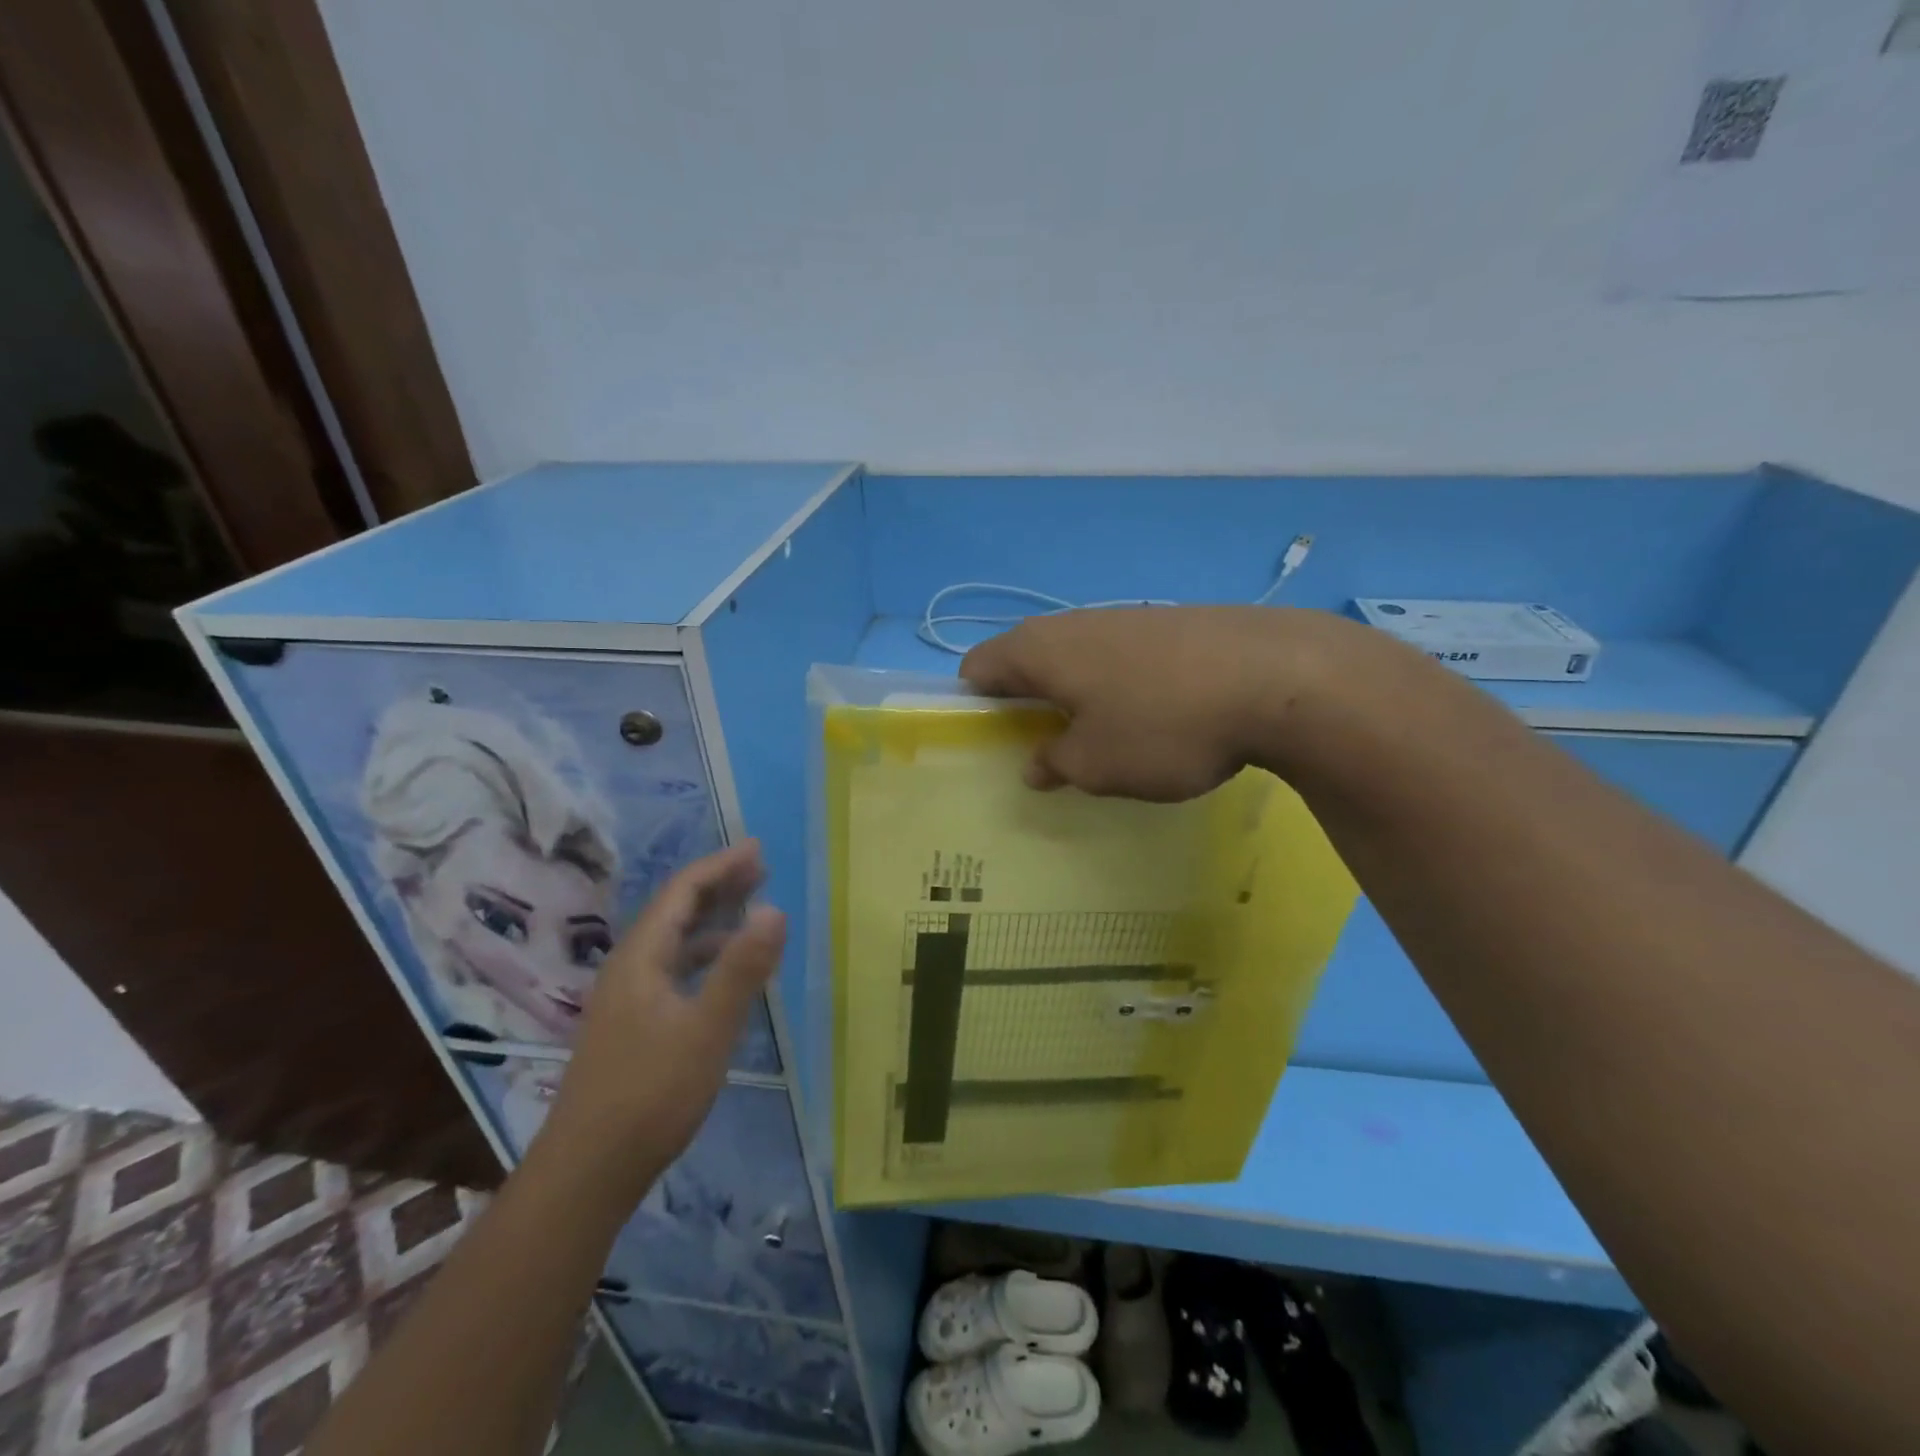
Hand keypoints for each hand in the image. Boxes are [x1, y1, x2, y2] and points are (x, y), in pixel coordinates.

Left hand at [544, 843, 785, 1183]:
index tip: (758, 850)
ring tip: (750, 911)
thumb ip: (741, 969)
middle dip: (717, 886)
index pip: (681, 892)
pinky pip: (673, 969)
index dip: (720, 867)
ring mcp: (626, 999)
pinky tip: (723, 973)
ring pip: (673, 942)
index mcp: (640, 958)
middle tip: (760, 869)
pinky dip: (703, 956)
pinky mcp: (632, 1026)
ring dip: (712, 920)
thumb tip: (775, 909)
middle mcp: (628, 968)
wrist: (588, 1172)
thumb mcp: (707, 1029)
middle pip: (674, 911)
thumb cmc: (650, 1094)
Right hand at [960, 606, 1364, 799]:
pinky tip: (1154, 720)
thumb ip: (1054, 764)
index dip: (974, 706)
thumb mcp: (1096, 765)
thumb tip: (1036, 763)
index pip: (978, 668)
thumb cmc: (1163, 725)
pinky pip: (1122, 659)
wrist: (1278, 677)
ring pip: (1078, 660)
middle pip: (1027, 661)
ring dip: (1076, 697)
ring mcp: (1126, 618)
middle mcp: (1074, 623)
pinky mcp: (1171, 625)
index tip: (993, 745)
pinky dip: (1119, 688)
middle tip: (1045, 750)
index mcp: (1039, 650)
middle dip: (1026, 705)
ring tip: (1102, 740)